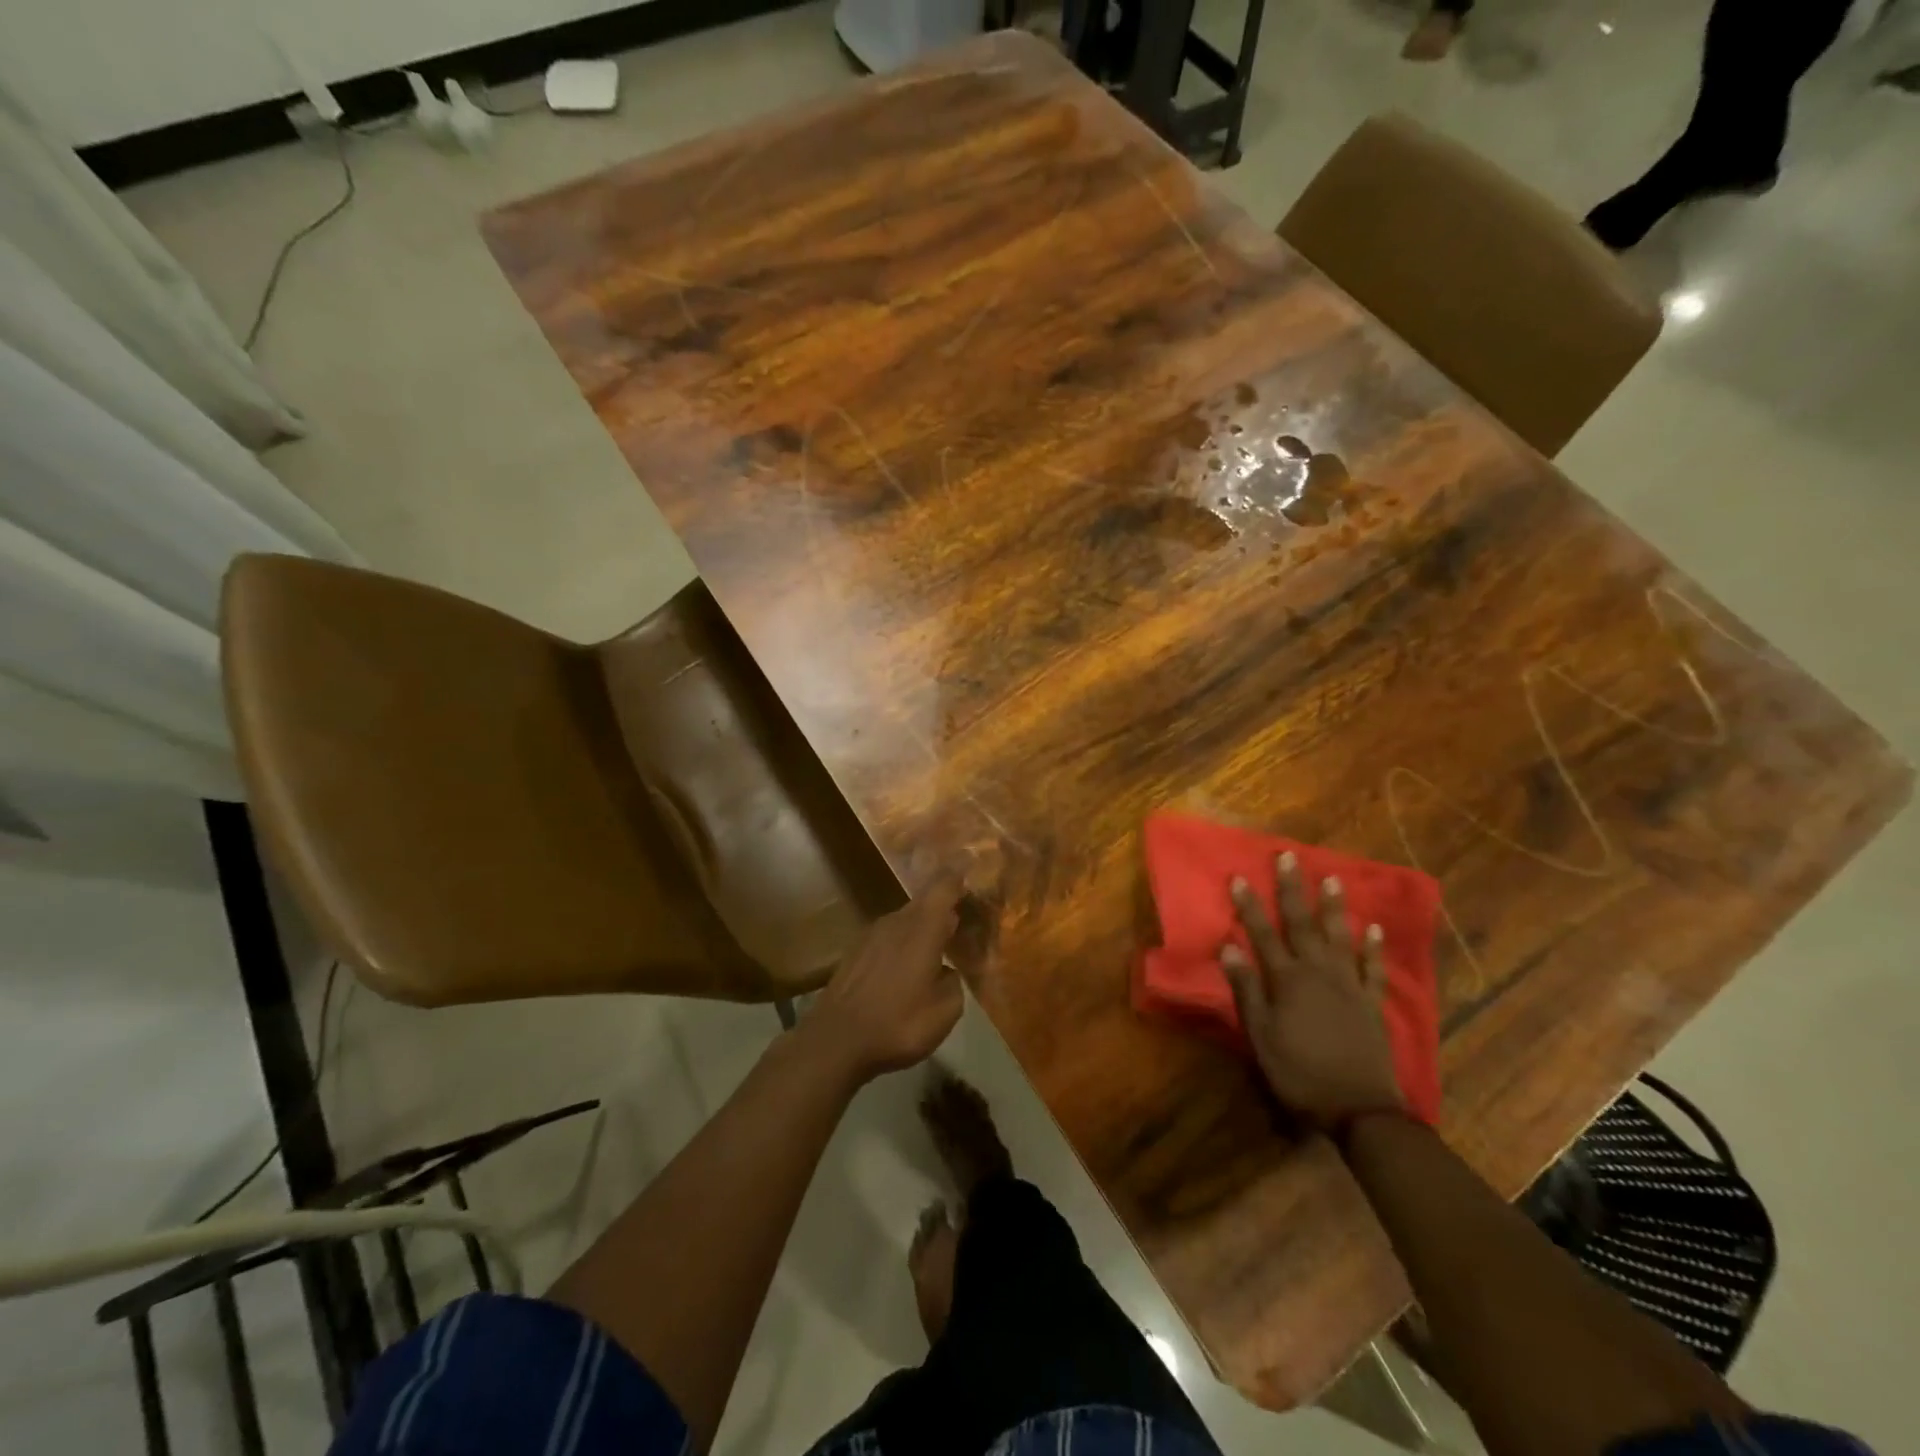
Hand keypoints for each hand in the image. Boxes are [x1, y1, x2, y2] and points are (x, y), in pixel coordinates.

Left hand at [806, 878, 965, 1079]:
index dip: (958, 875)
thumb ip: (954, 983)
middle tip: (961, 918)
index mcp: (922, 928)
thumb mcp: (944, 1011)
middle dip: (943, 907)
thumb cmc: (897, 1023)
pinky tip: (905, 968)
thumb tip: (947, 971)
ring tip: (936, 947)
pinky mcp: (855, 953)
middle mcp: (896, 922)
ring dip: (921, 929)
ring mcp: (871, 935)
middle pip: (924, 903)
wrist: (835, 1040)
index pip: (943, 888)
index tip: (970, 864)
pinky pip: (888, 938)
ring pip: (904, 921)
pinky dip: (902, 945)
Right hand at [1221, 853, 1405, 1129]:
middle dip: (1292, 889)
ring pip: (1339, 936)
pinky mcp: (1371, 1002)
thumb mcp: (1261, 1035)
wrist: (1359, 1108)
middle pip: (1302, 923)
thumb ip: (1246, 989)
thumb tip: (1229, 946)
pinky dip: (1373, 947)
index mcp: (1287, 980)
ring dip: (1333, 907)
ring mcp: (1349, 984)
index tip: (1239, 877)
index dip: (1249, 905)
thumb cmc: (1299, 1072)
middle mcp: (1318, 972)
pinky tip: (1372, 928)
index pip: (1263, 934)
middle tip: (1288, 857)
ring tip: (1331, 878)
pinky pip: (1372, 967)